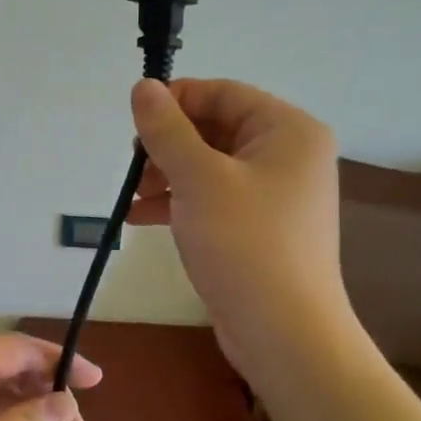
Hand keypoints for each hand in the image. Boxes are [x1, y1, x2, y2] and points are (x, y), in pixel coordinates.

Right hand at [128, 78, 354, 382]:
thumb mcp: (198, 179)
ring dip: (167, 175)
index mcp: (287, 130)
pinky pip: (215, 199)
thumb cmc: (245, 244)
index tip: (134, 120)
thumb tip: (144, 87)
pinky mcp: (260, 228)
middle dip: (168, 145)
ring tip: (132, 196)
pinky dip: (180, 202)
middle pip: (216, 129)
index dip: (176, 100)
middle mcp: (288, 155)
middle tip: (132, 165)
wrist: (284, 333)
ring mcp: (276, 194)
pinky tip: (142, 218)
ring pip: (210, 166)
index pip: (223, 93)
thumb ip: (167, 130)